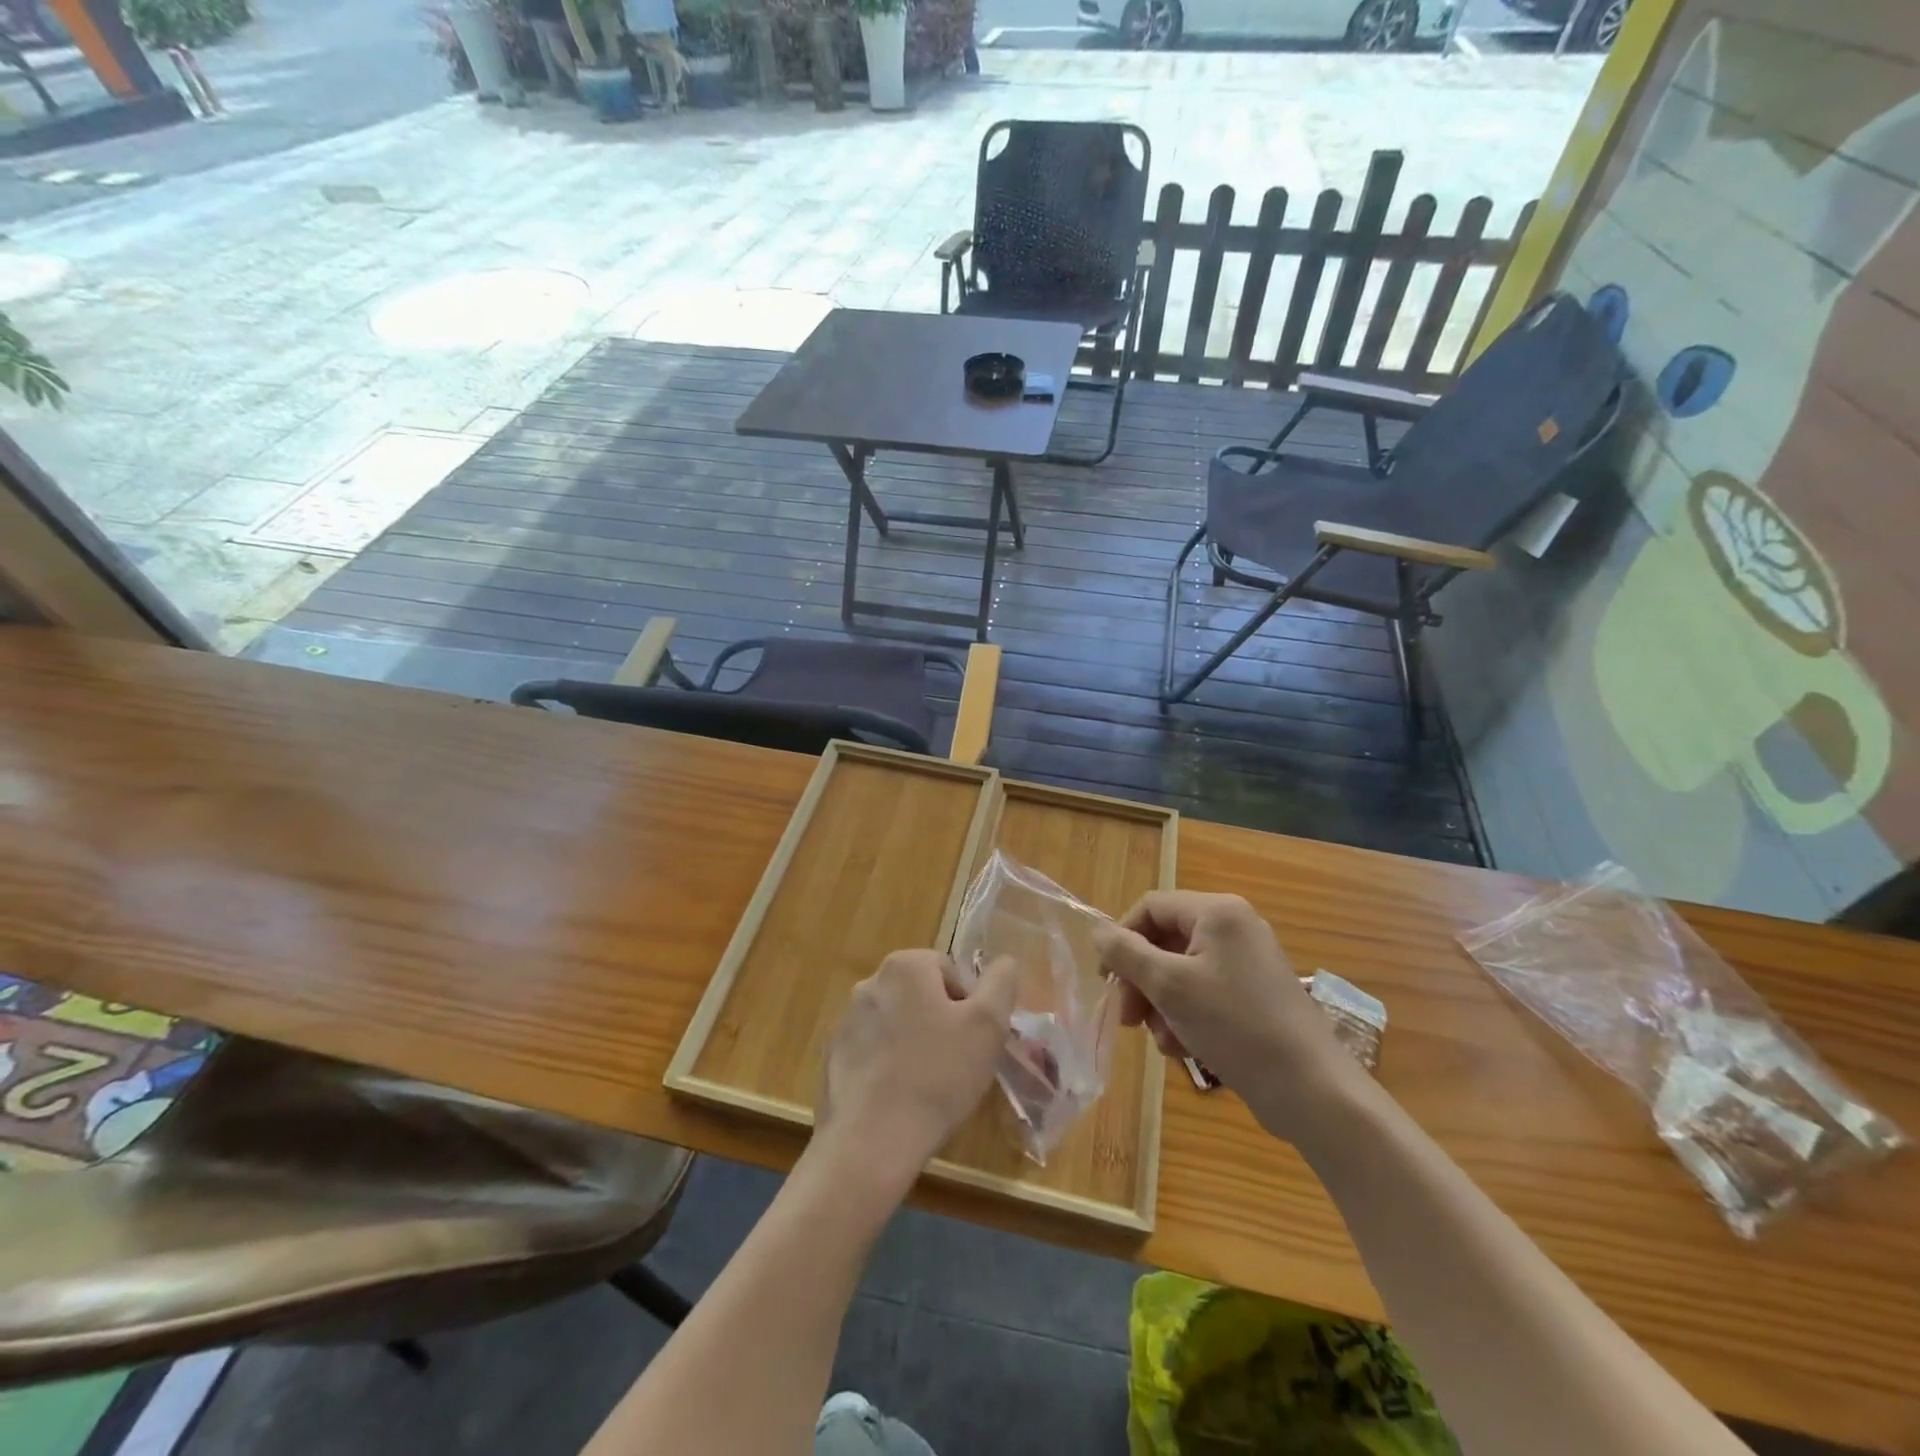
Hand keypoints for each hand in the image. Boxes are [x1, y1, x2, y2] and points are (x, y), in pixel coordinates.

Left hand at [815, 949, 1018, 1188]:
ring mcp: (847, 1019)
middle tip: (956, 1062)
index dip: (969, 1005)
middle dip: (941, 1021)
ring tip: (927, 1084)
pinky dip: (888, 1064)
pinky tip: (899, 1096)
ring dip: (914, 1042)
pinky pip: (873, 1049)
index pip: (950, 971)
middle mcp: (870, 982)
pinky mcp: (833, 1055)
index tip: (973, 1040)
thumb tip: (1004, 962)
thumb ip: (1001, 983)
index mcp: (905, 966)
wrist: (872, 1141)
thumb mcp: (988, 1026)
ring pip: (897, 1021)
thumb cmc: (938, 1076)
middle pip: (921, 993)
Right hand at [1093, 892, 1365, 1139]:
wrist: (1310, 1089)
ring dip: (1162, 1005)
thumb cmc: (1234, 1025)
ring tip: (1165, 1041)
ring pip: (1180, 972)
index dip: (1122, 939)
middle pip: (1164, 941)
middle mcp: (1233, 927)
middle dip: (1142, 981)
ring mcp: (1246, 962)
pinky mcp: (1253, 995)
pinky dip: (1186, 1016)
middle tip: (1127, 1019)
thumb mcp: (1169, 986)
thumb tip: (1098, 931)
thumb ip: (1126, 953)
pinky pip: (1204, 992)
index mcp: (1217, 912)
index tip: (1107, 981)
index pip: (1150, 907)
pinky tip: (1185, 1048)